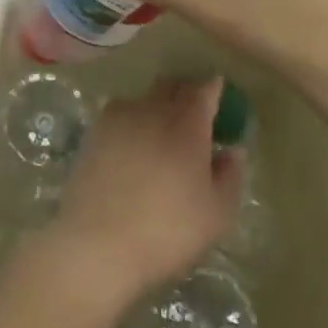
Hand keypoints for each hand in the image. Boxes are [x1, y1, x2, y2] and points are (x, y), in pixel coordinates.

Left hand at [41, 79, 241, 307]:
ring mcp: (119, 115)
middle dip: (186, 93)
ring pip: (145, 98)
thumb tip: (232, 150)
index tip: (219, 95)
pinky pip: (120, 113)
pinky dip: (132, 121)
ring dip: (157, 106)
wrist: (99, 241)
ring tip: (161, 133)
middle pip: (172, 86)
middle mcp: (153, 108)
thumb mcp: (217, 214)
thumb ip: (230, 176)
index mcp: (187, 123)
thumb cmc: (168, 230)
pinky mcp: (95, 130)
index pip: (204, 90)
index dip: (214, 89)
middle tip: (194, 114)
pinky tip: (132, 146)